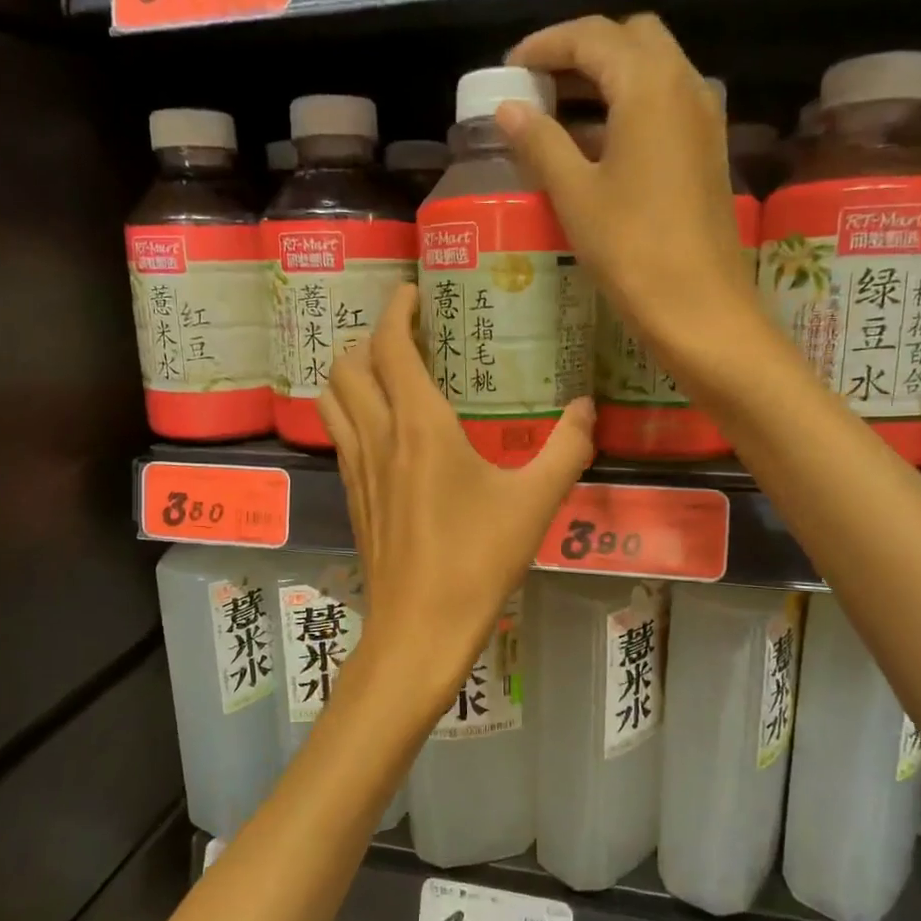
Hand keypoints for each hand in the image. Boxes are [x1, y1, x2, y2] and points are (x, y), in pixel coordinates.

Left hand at [317, 285, 594, 717]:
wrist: (419, 629)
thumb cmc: (476, 561)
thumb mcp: (534, 504)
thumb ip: (566, 450)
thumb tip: (588, 409)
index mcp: (418, 426)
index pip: (389, 345)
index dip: (396, 309)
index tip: (413, 292)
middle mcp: (378, 436)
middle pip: (347, 364)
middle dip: (368, 338)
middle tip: (405, 336)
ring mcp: (358, 468)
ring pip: (332, 398)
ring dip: (350, 373)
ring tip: (386, 373)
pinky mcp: (353, 497)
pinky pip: (340, 434)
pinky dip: (350, 411)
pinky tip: (384, 430)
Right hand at [496, 14, 757, 368]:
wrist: (699, 306)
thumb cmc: (631, 249)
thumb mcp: (575, 194)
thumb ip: (540, 142)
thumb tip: (509, 109)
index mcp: (649, 85)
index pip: (593, 36)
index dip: (547, 45)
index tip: (511, 66)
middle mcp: (685, 85)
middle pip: (631, 40)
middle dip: (583, 51)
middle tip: (540, 84)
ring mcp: (703, 118)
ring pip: (653, 71)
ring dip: (607, 78)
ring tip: (559, 113)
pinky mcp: (707, 151)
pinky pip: (665, 106)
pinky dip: (628, 107)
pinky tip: (596, 146)